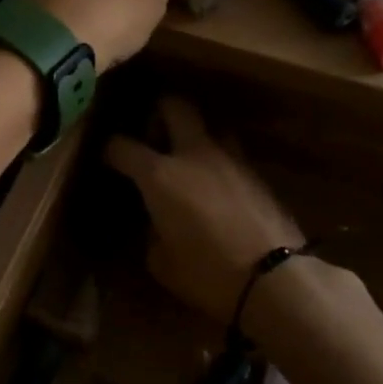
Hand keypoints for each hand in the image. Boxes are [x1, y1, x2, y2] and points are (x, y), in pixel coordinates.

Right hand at [103, 97, 304, 324]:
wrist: (275, 278)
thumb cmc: (207, 273)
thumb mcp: (161, 262)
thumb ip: (152, 232)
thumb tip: (156, 222)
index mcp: (160, 175)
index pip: (122, 146)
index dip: (110, 149)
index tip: (107, 157)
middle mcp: (193, 154)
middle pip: (174, 105)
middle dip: (158, 110)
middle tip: (153, 133)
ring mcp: (229, 159)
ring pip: (210, 124)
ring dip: (195, 133)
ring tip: (188, 157)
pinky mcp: (256, 174)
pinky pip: (231, 153)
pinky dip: (218, 161)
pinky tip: (216, 185)